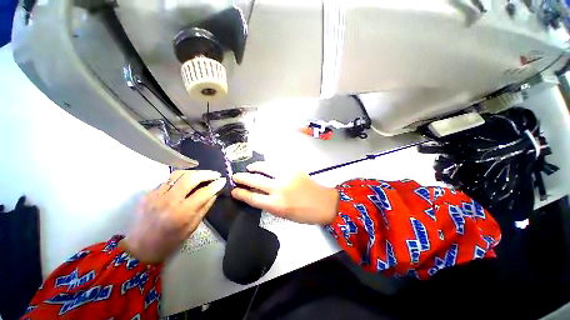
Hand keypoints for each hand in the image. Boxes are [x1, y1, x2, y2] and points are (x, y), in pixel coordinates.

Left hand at [120, 170, 225, 263]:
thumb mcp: (192, 226)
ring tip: (203, 174)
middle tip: (215, 174)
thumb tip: (215, 192)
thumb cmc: (170, 240)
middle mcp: (168, 201)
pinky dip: (181, 177)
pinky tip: (187, 181)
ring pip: (178, 174)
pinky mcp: (149, 193)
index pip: (203, 193)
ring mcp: (156, 195)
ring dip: (194, 172)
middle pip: (191, 178)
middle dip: (207, 174)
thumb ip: (205, 207)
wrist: (141, 247)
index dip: (216, 185)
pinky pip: (168, 179)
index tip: (223, 180)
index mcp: (181, 213)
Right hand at [231, 162, 338, 224]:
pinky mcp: (293, 169)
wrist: (325, 203)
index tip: (234, 191)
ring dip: (255, 167)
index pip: (252, 198)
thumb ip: (271, 204)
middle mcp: (278, 189)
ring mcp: (286, 176)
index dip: (240, 194)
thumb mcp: (284, 215)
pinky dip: (269, 165)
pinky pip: (277, 164)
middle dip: (242, 178)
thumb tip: (259, 196)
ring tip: (250, 168)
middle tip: (236, 177)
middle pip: (254, 181)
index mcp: (276, 205)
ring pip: (265, 168)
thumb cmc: (305, 214)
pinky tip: (266, 165)